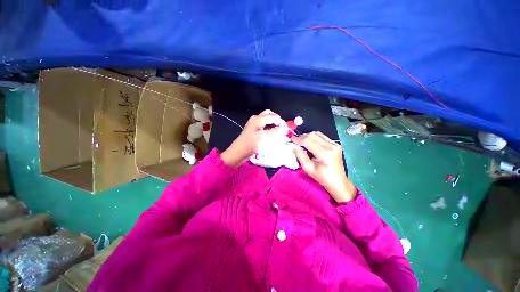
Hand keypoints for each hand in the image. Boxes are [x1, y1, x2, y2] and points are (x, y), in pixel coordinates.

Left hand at [221, 110, 284, 166]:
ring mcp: (254, 125)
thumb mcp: (265, 137)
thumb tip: (284, 128)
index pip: (273, 116)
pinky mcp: (253, 130)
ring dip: (273, 124)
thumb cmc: (252, 143)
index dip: (281, 122)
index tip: (286, 129)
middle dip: (276, 120)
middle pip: (269, 115)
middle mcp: (256, 119)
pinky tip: (272, 133)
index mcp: (258, 119)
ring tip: (278, 131)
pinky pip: (263, 126)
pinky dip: (269, 128)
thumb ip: (276, 131)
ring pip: (266, 120)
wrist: (239, 151)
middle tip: (281, 127)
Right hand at [291, 132, 356, 202]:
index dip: (298, 139)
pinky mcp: (336, 144)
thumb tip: (293, 146)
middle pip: (313, 135)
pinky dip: (314, 138)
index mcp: (325, 154)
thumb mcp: (308, 168)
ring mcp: (335, 144)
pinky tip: (310, 143)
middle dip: (302, 137)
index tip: (291, 139)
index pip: (308, 141)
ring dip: (308, 136)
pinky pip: (322, 136)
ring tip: (302, 142)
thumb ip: (300, 155)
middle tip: (295, 142)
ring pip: (317, 134)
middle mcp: (331, 146)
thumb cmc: (322, 177)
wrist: (338, 182)